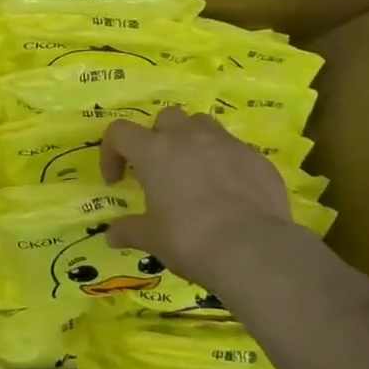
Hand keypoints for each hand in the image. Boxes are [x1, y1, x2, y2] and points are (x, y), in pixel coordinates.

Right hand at [100, 108, 329, 292]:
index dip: (112, 152)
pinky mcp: (256, 157)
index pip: (120, 132)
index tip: (117, 180)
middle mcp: (188, 137)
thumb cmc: (190, 239)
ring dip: (193, 141)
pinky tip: (230, 192)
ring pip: (202, 125)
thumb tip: (111, 236)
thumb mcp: (151, 239)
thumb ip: (129, 230)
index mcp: (154, 151)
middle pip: (166, 118)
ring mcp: (226, 143)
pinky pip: (234, 149)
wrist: (253, 250)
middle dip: (158, 138)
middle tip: (160, 170)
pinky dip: (225, 162)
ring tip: (196, 172)